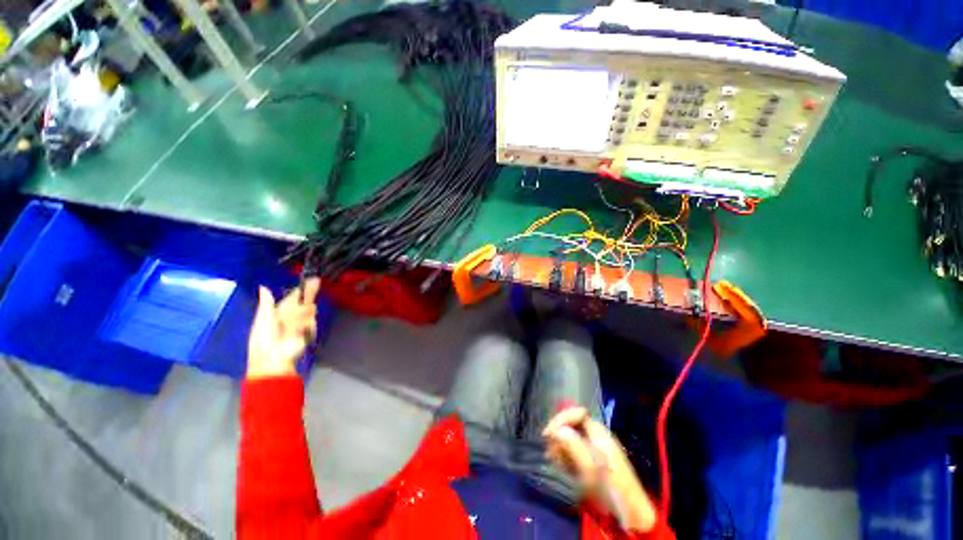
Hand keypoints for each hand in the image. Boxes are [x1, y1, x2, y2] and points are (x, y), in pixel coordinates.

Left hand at [247, 278, 320, 378]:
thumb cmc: (264, 339)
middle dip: (309, 292)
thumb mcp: (263, 319)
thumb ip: (267, 303)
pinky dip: (306, 323)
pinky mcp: (309, 330)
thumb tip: (263, 287)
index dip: (301, 289)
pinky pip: (311, 321)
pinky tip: (298, 330)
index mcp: (278, 312)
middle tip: (316, 281)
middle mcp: (291, 316)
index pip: (292, 298)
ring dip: (304, 312)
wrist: (274, 359)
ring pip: (308, 310)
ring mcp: (301, 323)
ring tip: (293, 325)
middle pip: (304, 301)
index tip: (311, 280)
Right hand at [543, 406, 657, 532]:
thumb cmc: (611, 489)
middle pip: (572, 424)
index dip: (562, 419)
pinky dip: (566, 455)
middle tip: (551, 452)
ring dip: (561, 447)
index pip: (577, 413)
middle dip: (559, 435)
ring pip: (571, 437)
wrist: (631, 512)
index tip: (549, 433)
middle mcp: (597, 435)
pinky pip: (575, 449)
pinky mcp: (593, 459)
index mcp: (599, 433)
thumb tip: (557, 429)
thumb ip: (574, 446)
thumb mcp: (591, 469)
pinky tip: (563, 467)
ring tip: (557, 463)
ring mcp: (595, 447)